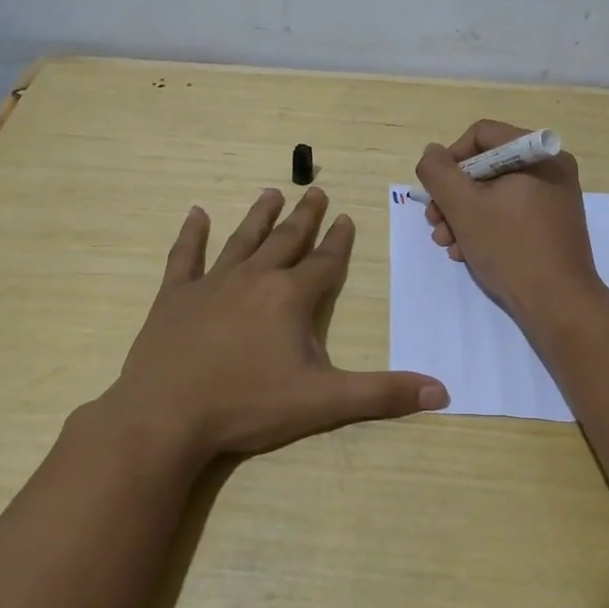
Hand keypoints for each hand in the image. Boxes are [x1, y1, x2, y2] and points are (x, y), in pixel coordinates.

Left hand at [99, 187, 448, 465]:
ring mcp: (211, 284)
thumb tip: (442, 391)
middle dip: (305, 216)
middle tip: (316, 191)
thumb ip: (382, 395)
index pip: (324, 262)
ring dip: (259, 215)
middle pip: (286, 240)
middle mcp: (254, 278)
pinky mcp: (174, 297)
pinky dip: (191, 235)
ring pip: (241, 239)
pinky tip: (195, 214)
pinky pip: (184, 257)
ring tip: (272, 192)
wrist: (166, 416)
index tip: (346, 217)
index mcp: (290, 297)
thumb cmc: (248, 405)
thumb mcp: (323, 403)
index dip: (339, 241)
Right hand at [415, 119, 604, 326]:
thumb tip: (432, 153)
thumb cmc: (510, 248)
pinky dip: (485, 227)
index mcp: (537, 154)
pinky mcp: (552, 224)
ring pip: (494, 193)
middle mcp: (550, 168)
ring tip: (447, 244)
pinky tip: (467, 252)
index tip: (436, 192)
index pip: (481, 135)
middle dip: (453, 196)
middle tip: (435, 224)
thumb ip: (438, 172)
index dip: (450, 160)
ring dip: (463, 215)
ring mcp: (554, 198)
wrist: (559, 304)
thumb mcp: (463, 206)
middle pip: (486, 166)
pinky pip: (510, 212)